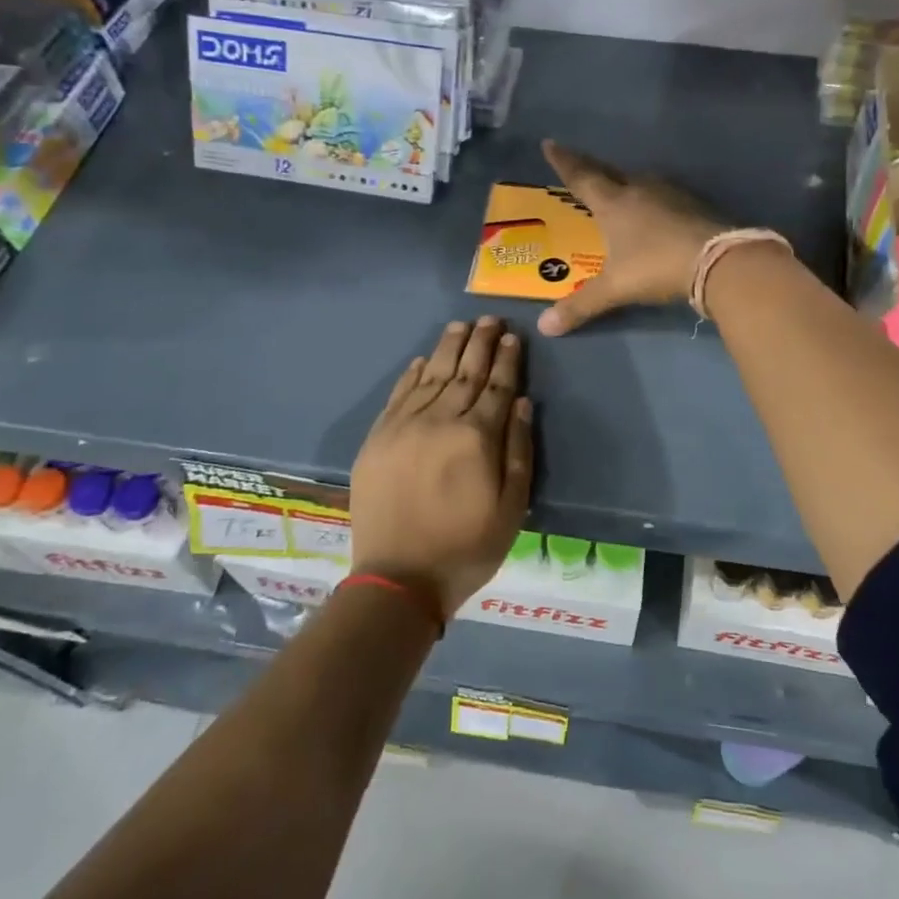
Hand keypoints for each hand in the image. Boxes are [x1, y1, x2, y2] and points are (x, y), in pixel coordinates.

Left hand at [348, 317, 534, 616]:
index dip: (506, 360)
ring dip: (448, 348)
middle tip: (490, 319)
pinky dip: (412, 373)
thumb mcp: (512, 507)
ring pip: (431, 375)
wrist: (398, 579)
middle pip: (464, 371)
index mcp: (476, 438)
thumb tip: (520, 401)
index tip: (512, 336)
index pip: (496, 386)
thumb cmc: (466, 548)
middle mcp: (439, 421)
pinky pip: (398, 395)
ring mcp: (403, 427)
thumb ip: (518, 449)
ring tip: (461, 326)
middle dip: (480, 342)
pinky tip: (424, 359)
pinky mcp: (378, 439)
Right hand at [537, 139, 725, 335]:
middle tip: (580, 165)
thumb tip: (545, 327)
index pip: (581, 177)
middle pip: (610, 173)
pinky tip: (656, 210)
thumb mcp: (615, 288)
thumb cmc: (656, 266)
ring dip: (626, 183)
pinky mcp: (694, 205)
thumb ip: (580, 305)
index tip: (550, 143)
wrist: (718, 260)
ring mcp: (671, 194)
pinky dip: (652, 200)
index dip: (564, 162)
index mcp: (614, 203)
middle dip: (592, 169)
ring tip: (618, 189)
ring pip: (641, 182)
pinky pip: (664, 196)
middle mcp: (640, 189)